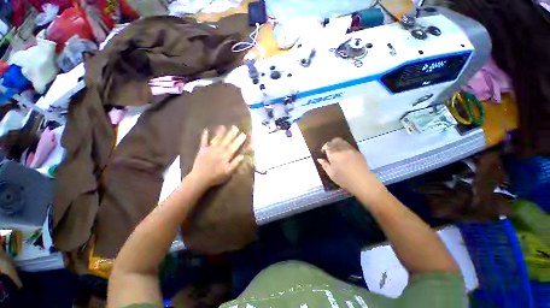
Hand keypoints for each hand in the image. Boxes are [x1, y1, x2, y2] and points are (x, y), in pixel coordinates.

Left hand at [189, 125, 246, 187]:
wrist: (200, 178)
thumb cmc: (216, 176)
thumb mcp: (228, 172)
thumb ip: (235, 163)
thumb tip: (242, 156)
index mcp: (226, 156)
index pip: (234, 146)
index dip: (239, 140)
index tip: (243, 134)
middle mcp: (219, 150)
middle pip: (227, 141)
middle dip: (231, 134)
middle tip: (235, 127)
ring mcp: (210, 149)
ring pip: (217, 139)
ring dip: (220, 132)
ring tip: (223, 126)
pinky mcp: (202, 150)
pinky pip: (204, 141)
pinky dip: (204, 136)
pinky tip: (206, 130)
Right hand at [317, 138, 382, 195]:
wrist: (362, 181)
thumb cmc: (343, 179)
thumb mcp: (331, 173)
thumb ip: (324, 165)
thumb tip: (319, 159)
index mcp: (334, 154)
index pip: (327, 145)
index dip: (324, 147)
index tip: (323, 152)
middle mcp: (342, 149)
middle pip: (335, 140)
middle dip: (331, 143)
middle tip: (330, 150)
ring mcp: (351, 150)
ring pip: (343, 142)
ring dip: (338, 145)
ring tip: (338, 152)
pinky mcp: (358, 152)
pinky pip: (350, 146)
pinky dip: (345, 148)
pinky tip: (345, 155)